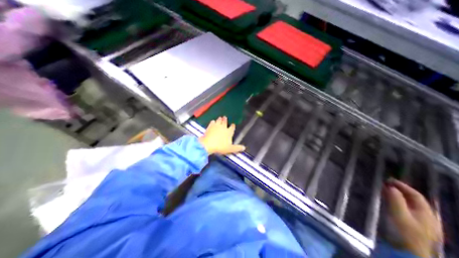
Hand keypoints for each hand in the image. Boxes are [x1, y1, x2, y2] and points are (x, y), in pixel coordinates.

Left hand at [199, 116, 245, 154]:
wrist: (208, 144)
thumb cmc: (220, 147)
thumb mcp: (230, 149)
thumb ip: (237, 148)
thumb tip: (244, 148)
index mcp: (229, 132)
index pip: (232, 128)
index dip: (232, 126)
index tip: (233, 124)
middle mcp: (223, 127)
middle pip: (225, 122)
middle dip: (225, 120)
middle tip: (225, 117)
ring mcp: (216, 126)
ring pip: (219, 121)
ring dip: (219, 119)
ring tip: (220, 117)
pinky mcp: (210, 126)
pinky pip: (212, 122)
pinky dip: (213, 122)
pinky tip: (213, 121)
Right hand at [384, 179, 442, 257]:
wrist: (410, 253)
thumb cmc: (405, 232)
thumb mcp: (399, 215)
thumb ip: (396, 200)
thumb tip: (390, 187)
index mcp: (426, 213)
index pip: (416, 195)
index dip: (402, 186)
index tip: (388, 180)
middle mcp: (427, 217)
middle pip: (415, 200)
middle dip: (400, 190)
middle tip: (386, 184)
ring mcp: (423, 223)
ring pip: (411, 205)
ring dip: (399, 196)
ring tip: (386, 191)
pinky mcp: (415, 227)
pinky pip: (407, 210)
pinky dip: (399, 203)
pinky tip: (390, 203)